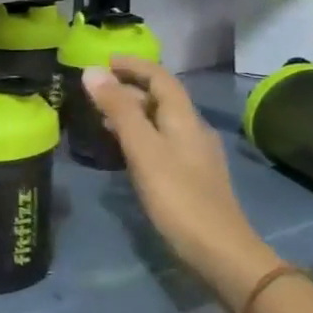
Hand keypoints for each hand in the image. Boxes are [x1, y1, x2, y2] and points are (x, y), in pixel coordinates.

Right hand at [81, 57, 276, 306]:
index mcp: (184, 119)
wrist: (220, 252)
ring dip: (132, 112)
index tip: (102, 61)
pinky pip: (161, 143)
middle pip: (161, 98)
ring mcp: (194, 155)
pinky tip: (124, 151)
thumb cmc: (178, 198)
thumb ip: (119, 110)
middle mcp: (193, 130)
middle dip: (129, 88)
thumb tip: (92, 72)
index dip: (133, 65)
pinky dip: (139, 135)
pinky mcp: (190, 178)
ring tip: (101, 116)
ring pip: (160, 122)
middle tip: (94, 90)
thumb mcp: (143, 150)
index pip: (160, 78)